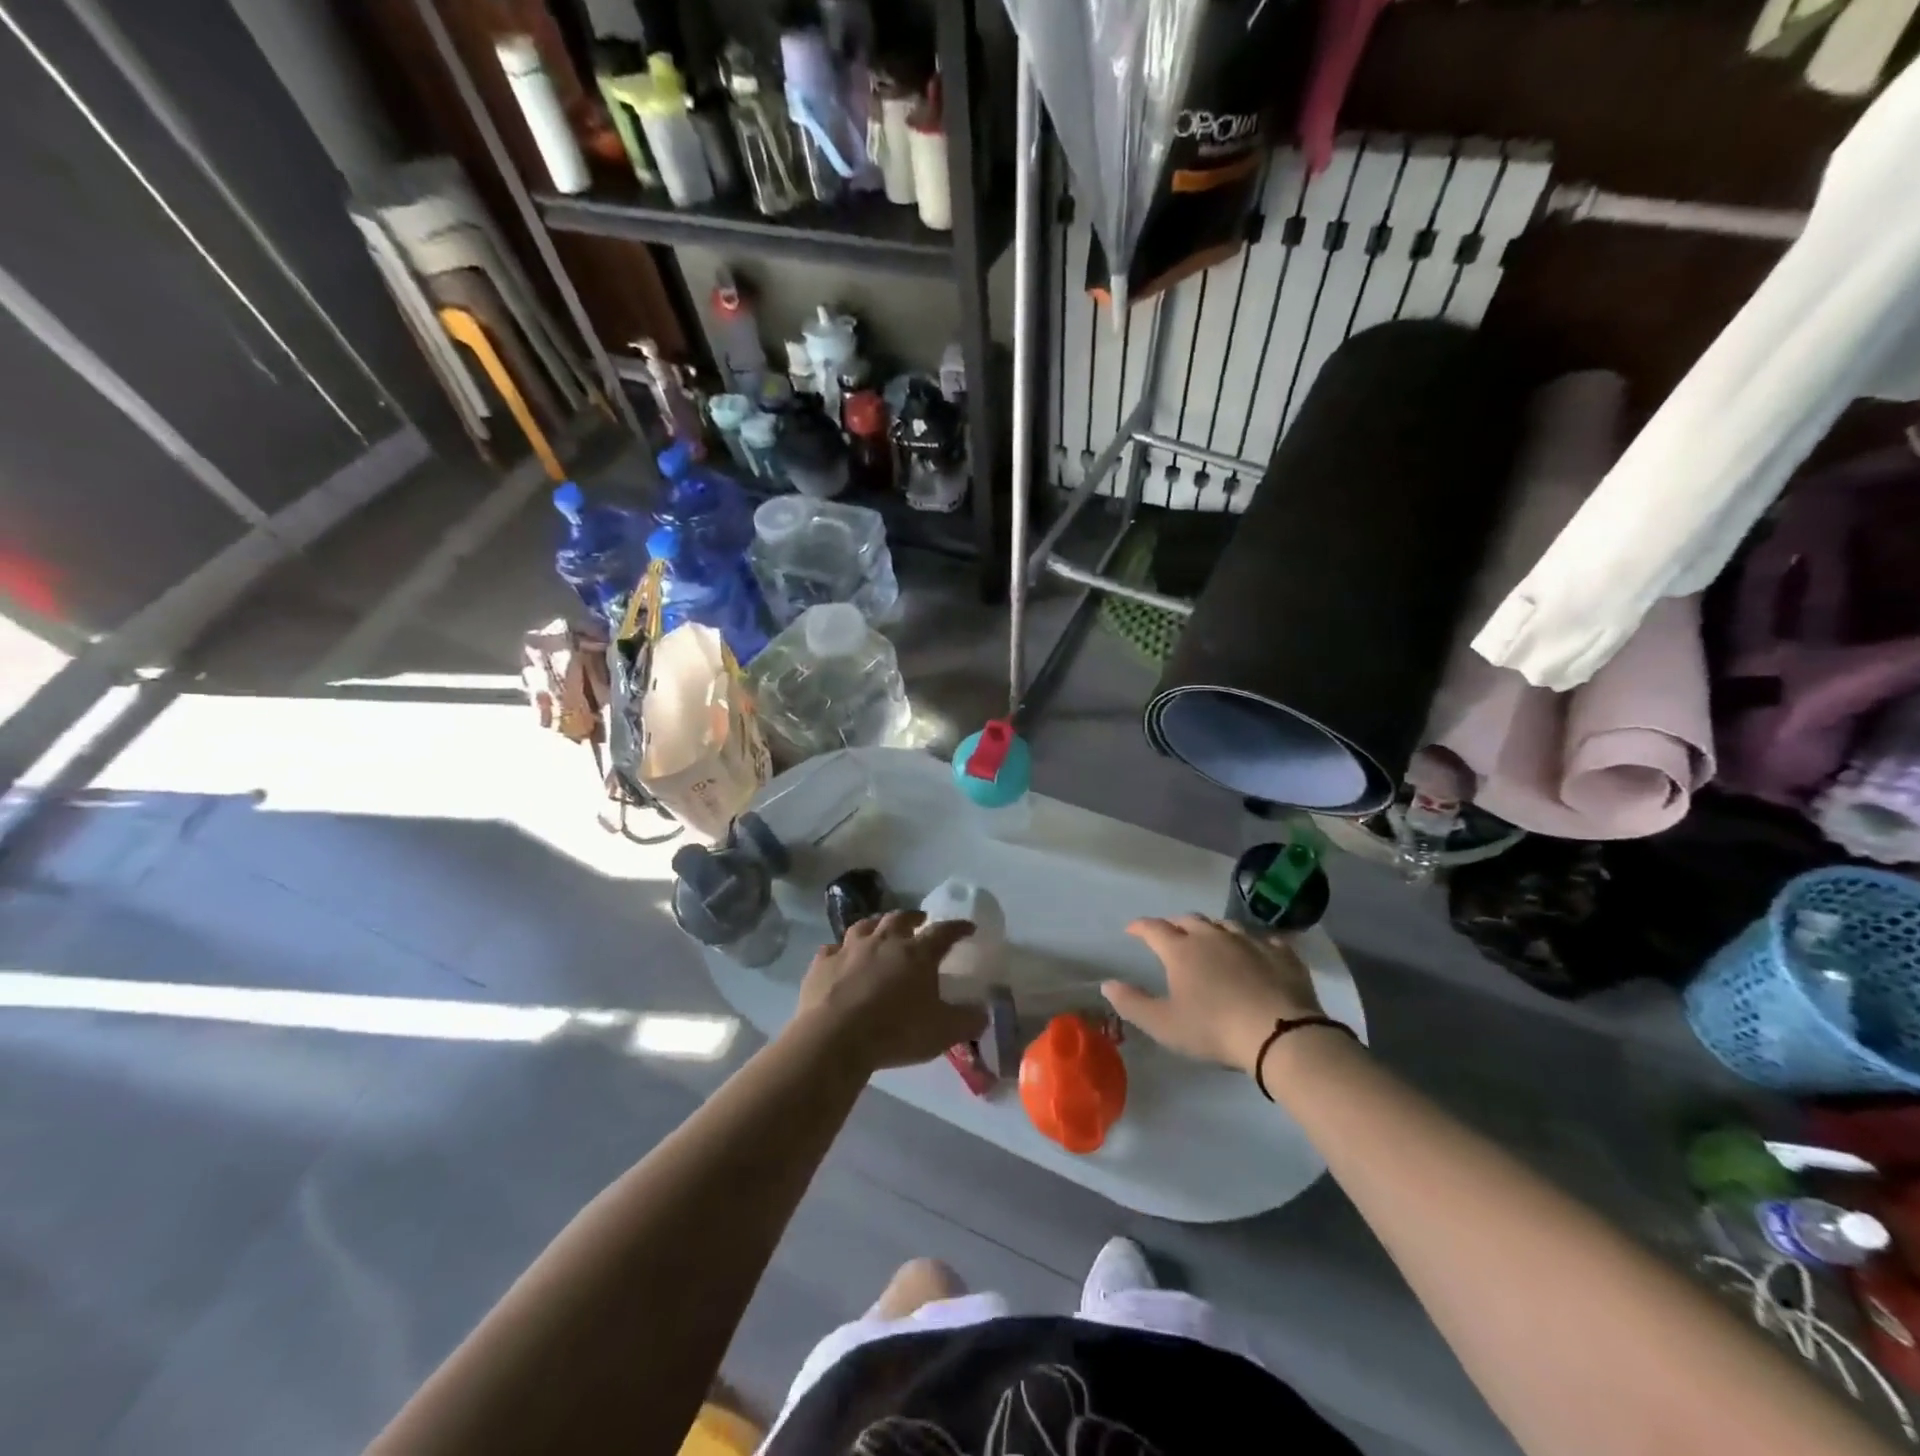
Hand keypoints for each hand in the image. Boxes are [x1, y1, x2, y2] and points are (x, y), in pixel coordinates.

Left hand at [797, 911, 987, 1071]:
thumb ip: (967, 1021)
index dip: (958, 928)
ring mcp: (849, 948)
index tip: (967, 927)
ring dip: (876, 925)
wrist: (834, 1038)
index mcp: (917, 953)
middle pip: (900, 918)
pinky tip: (841, 957)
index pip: (943, 932)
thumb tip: (983, 1013)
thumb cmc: (895, 1031)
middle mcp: (884, 941)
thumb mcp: (943, 1032)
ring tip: (881, 931)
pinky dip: (840, 950)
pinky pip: (833, 949)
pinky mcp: (822, 963)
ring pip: (865, 925)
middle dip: (913, 918)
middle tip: (920, 922)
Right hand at [1103, 915, 1324, 1073]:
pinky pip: (1263, 940)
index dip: (1140, 927)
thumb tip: (1106, 984)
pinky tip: (1255, 953)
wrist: (1280, 1035)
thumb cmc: (1214, 1030)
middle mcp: (1212, 937)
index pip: (1153, 928)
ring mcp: (1249, 941)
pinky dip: (1252, 944)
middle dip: (1175, 924)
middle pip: (1188, 920)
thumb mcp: (1164, 1025)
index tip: (1131, 930)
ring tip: (1210, 940)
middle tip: (1170, 934)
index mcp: (1181, 950)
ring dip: (1212, 930)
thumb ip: (1132, 1003)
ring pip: (1225, 925)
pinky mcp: (1281, 954)